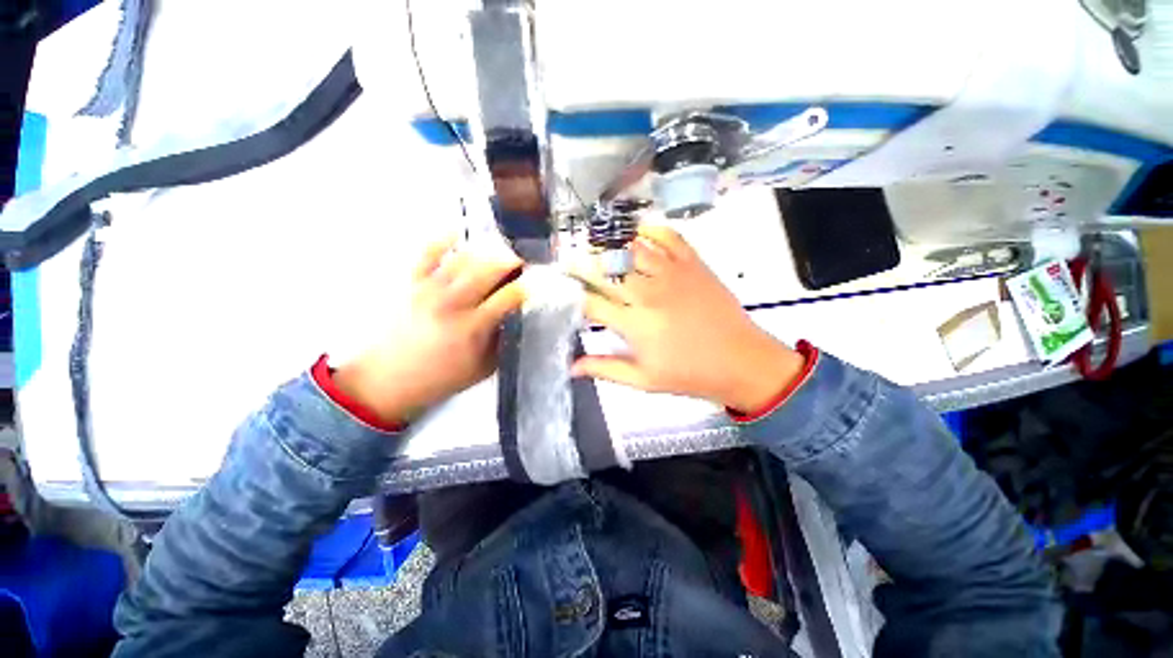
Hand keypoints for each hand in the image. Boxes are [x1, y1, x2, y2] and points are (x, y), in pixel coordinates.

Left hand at [333, 237, 524, 424]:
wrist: (388, 379)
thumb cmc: (442, 377)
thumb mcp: (483, 367)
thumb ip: (502, 340)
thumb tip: (516, 316)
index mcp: (472, 327)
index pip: (508, 297)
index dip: (526, 287)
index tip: (537, 283)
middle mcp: (452, 303)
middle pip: (488, 270)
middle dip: (511, 261)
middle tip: (523, 261)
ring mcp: (429, 289)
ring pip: (464, 259)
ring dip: (486, 252)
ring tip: (500, 251)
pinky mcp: (412, 283)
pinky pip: (427, 253)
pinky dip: (443, 240)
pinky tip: (457, 232)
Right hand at [573, 225, 803, 412]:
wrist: (741, 361)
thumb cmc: (690, 374)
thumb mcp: (644, 380)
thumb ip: (606, 369)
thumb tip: (572, 367)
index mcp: (634, 324)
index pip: (591, 302)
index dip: (571, 294)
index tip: (561, 289)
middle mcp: (648, 293)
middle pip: (605, 270)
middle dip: (581, 265)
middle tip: (569, 262)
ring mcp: (671, 274)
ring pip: (631, 248)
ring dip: (609, 244)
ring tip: (595, 245)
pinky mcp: (692, 264)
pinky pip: (668, 237)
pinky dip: (650, 230)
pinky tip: (637, 233)